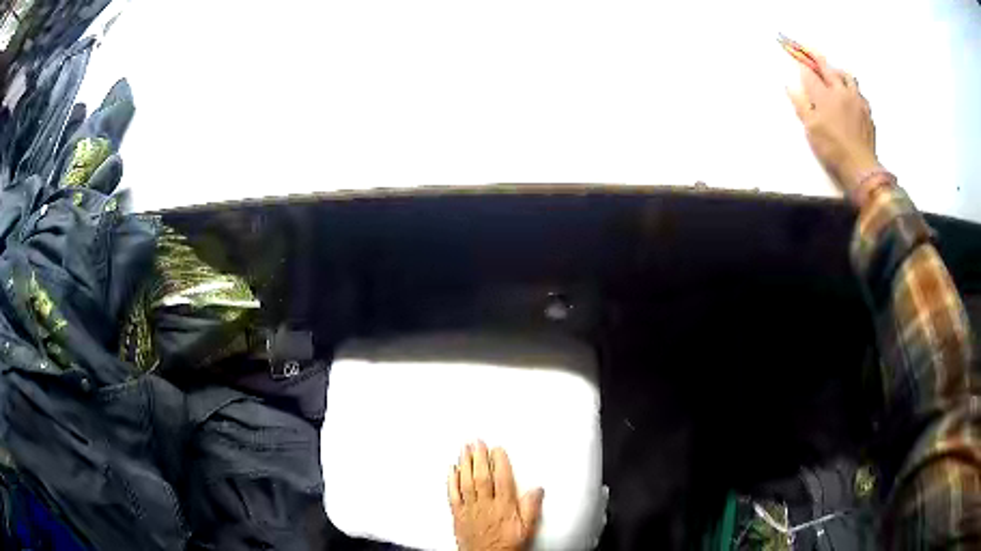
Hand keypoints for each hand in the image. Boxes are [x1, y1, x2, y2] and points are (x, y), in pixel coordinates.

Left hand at [448, 441, 543, 550]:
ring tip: (464, 448)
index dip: (499, 462)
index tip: (497, 449)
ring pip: (466, 482)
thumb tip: (537, 490)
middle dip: (479, 457)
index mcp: (504, 507)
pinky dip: (451, 480)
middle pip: (481, 476)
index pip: (502, 479)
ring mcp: (470, 508)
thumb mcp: (527, 528)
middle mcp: (485, 505)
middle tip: (477, 441)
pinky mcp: (458, 514)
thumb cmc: (506, 545)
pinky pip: (452, 494)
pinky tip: (451, 469)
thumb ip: (532, 508)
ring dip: (464, 463)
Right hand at [786, 55, 880, 206]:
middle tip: (809, 49)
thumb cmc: (833, 149)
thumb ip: (800, 105)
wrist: (861, 167)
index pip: (809, 74)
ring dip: (838, 71)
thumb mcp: (811, 129)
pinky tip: (850, 94)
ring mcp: (856, 100)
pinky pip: (859, 92)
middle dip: (816, 57)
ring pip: (847, 76)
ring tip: (834, 73)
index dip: (801, 66)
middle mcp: (840, 91)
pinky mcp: (867, 111)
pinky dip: (852, 88)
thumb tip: (790, 86)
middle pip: (827, 68)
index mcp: (824, 95)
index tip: (795, 57)